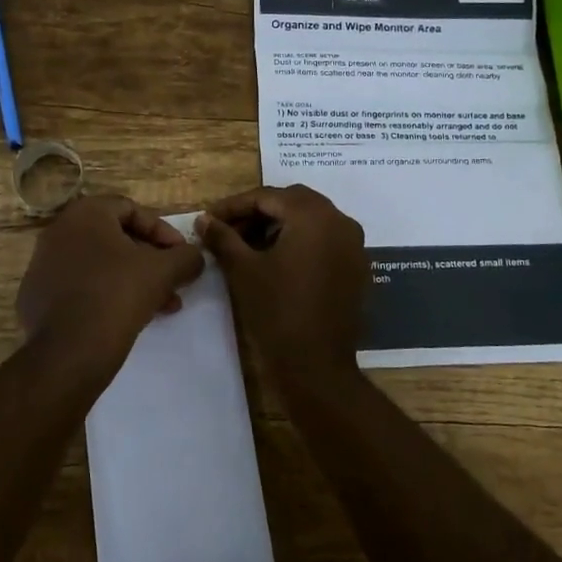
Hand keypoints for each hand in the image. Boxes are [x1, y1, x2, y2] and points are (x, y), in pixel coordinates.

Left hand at [17, 194, 204, 368]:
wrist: (68, 352)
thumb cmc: (117, 295)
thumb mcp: (163, 272)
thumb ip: (186, 257)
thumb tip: (195, 257)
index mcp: (85, 214)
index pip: (132, 210)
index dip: (164, 232)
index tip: (182, 256)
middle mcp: (58, 231)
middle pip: (116, 239)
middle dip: (151, 261)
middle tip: (174, 282)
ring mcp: (43, 265)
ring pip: (100, 265)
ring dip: (133, 280)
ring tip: (161, 306)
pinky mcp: (36, 297)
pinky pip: (80, 286)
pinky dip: (106, 295)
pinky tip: (128, 318)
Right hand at [197, 185, 367, 381]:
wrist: (316, 365)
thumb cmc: (276, 311)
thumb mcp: (243, 270)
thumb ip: (223, 237)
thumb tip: (204, 220)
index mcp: (314, 216)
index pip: (268, 196)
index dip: (234, 206)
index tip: (209, 219)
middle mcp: (340, 221)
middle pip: (293, 203)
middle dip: (258, 213)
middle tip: (228, 230)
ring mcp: (354, 245)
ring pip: (311, 220)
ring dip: (279, 226)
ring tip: (248, 246)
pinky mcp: (357, 268)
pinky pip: (325, 241)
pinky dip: (300, 242)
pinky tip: (276, 262)